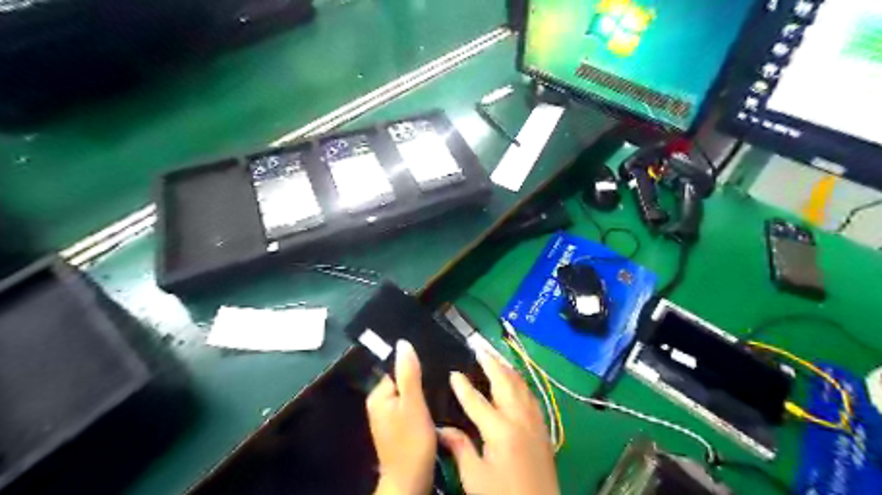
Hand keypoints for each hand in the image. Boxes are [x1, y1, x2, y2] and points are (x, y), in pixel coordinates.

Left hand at [365, 340, 437, 494]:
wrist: (410, 481)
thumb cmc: (411, 442)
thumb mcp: (413, 404)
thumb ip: (408, 374)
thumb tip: (402, 343)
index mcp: (378, 396)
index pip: (396, 369)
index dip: (414, 367)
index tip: (433, 366)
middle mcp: (378, 404)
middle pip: (402, 381)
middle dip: (419, 380)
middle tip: (439, 379)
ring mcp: (387, 416)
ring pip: (407, 394)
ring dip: (421, 392)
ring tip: (439, 390)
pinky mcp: (397, 427)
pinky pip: (409, 406)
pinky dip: (420, 405)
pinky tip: (433, 405)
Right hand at [440, 350, 556, 493]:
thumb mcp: (475, 478)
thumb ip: (460, 448)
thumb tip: (441, 429)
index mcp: (500, 429)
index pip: (476, 400)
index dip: (463, 386)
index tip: (453, 372)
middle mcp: (519, 418)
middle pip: (504, 382)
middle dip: (491, 363)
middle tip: (479, 347)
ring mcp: (535, 421)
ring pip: (521, 385)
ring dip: (507, 369)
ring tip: (495, 357)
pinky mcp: (543, 428)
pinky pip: (531, 396)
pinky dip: (520, 383)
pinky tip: (516, 382)